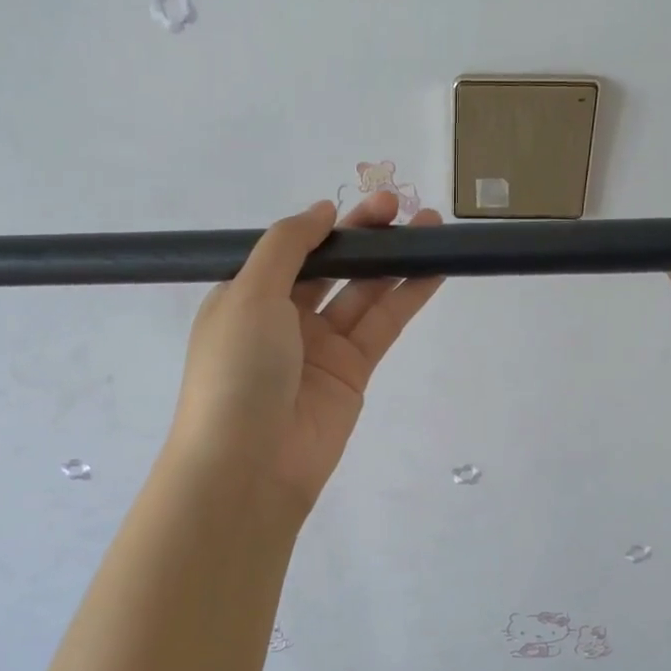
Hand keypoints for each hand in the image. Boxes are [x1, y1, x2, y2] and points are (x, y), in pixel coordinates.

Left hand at [167, 192, 443, 514]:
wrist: (249, 465)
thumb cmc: (237, 370)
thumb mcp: (249, 293)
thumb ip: (287, 245)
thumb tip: (321, 211)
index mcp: (247, 296)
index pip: (292, 250)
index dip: (328, 226)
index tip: (363, 206)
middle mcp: (283, 318)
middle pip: (331, 266)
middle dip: (365, 237)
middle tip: (402, 206)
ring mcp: (320, 347)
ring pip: (363, 293)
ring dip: (395, 261)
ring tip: (432, 228)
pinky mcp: (352, 373)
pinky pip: (382, 326)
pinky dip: (407, 297)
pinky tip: (433, 268)